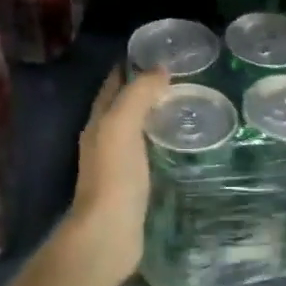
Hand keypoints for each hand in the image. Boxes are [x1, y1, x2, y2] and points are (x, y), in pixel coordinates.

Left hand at [64, 68, 170, 282]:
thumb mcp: (122, 125)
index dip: (131, 66)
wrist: (109, 232)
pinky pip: (149, 153)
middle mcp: (104, 140)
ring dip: (155, 117)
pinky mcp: (134, 186)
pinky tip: (182, 144)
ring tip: (187, 106)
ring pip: (137, 130)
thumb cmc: (114, 176)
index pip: (113, 85)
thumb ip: (138, 95)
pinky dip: (162, 142)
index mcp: (98, 123)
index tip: (160, 53)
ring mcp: (118, 165)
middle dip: (145, 90)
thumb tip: (159, 70)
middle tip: (181, 78)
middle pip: (124, 106)